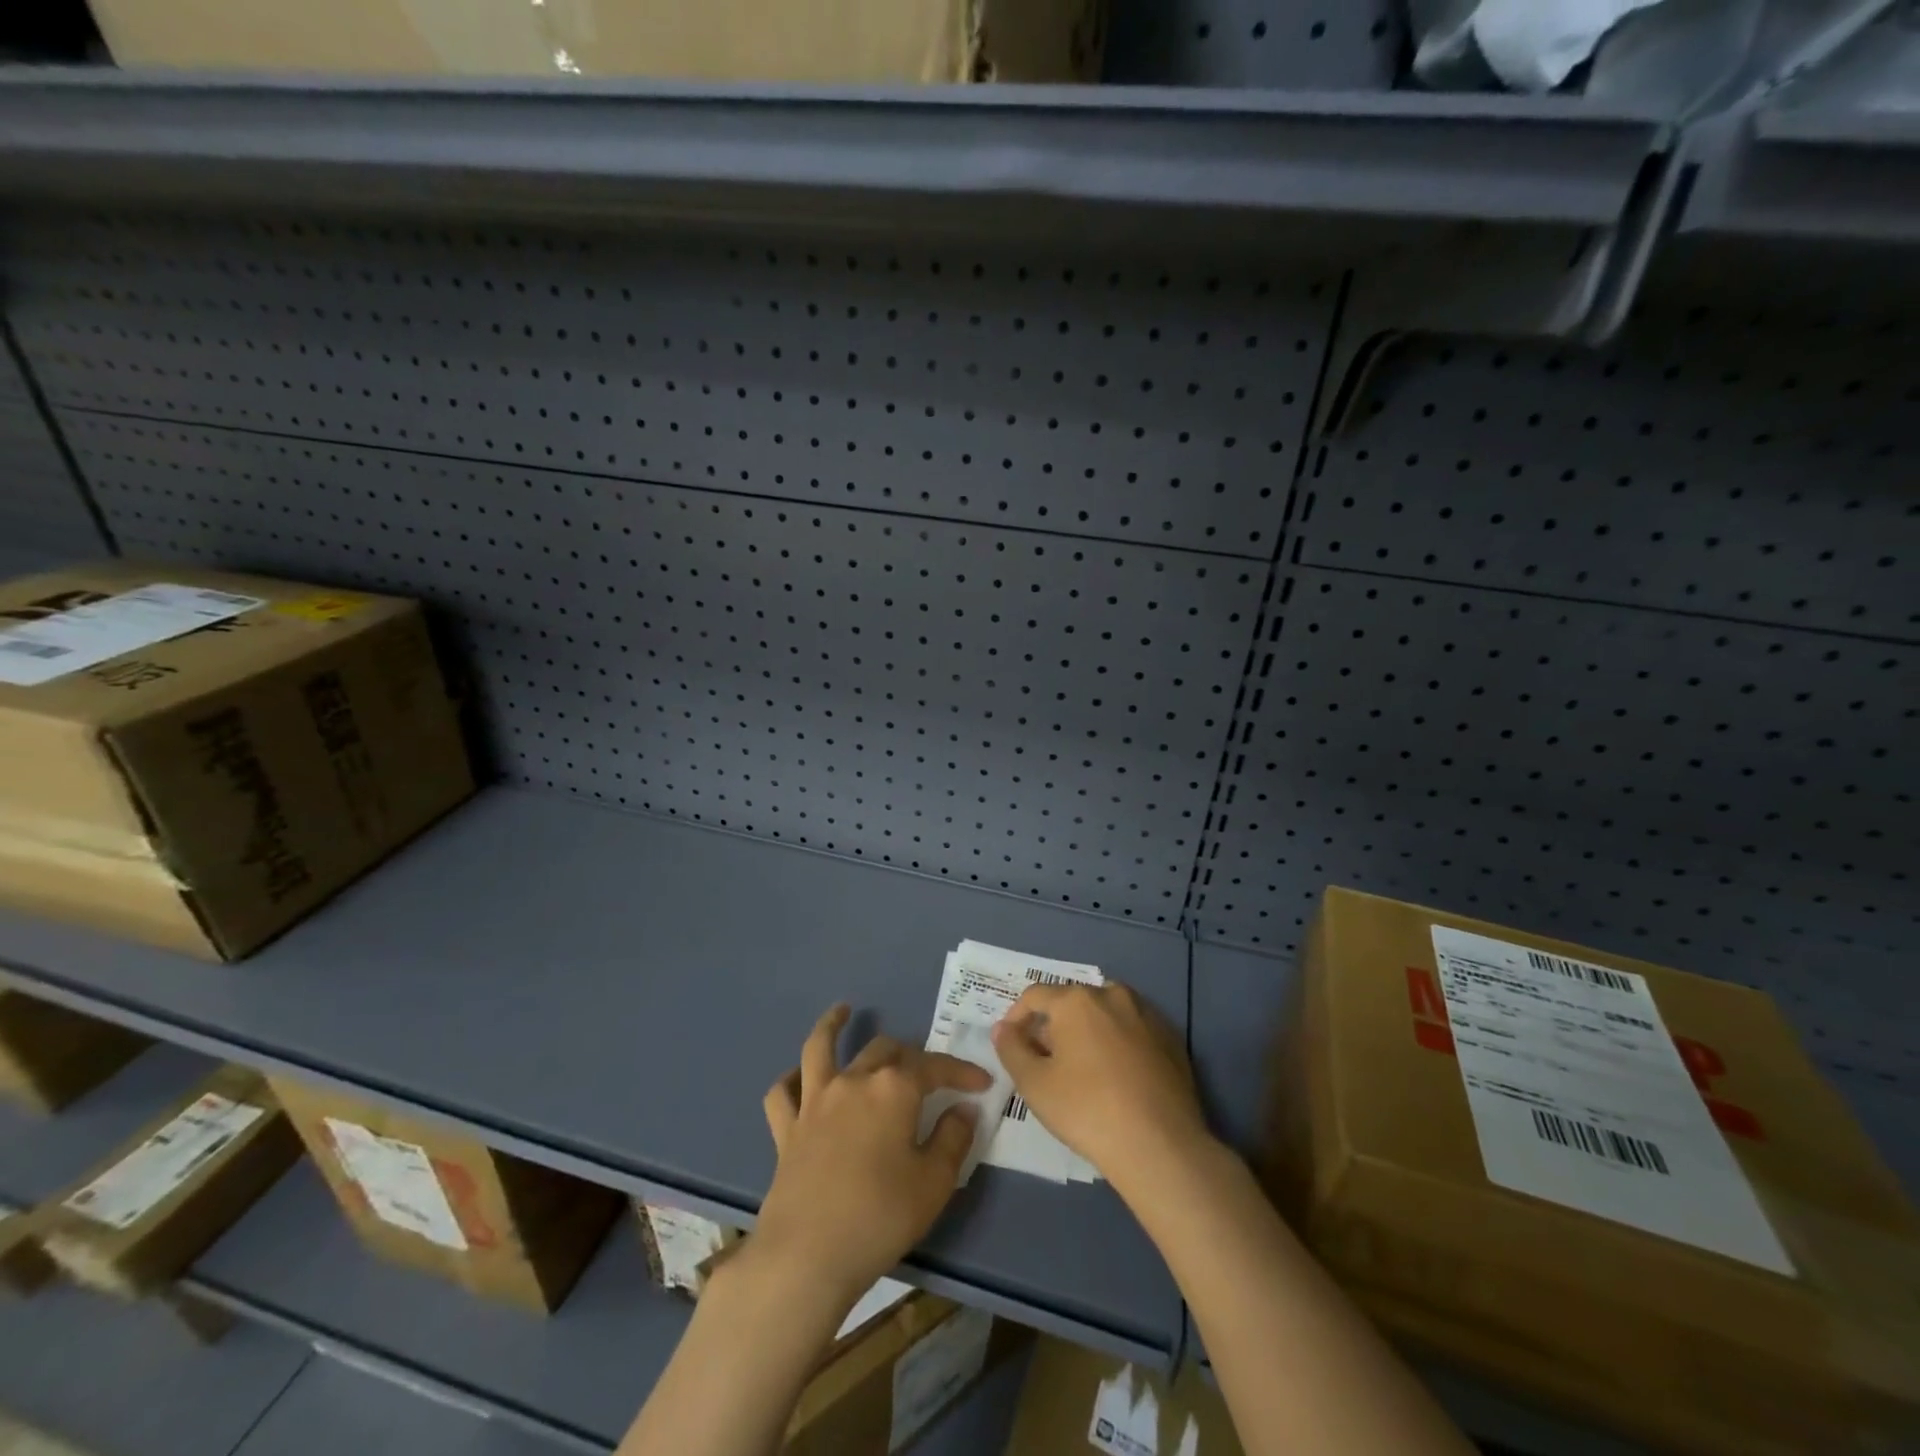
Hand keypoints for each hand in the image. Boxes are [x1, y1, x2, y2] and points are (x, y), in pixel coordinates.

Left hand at [755, 1005, 990, 1305]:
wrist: (807, 1255)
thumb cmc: (880, 1217)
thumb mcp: (934, 1182)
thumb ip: (953, 1138)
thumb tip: (963, 1108)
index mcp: (894, 1089)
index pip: (935, 1067)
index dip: (961, 1072)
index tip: (982, 1083)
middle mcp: (854, 1080)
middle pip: (885, 1050)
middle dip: (911, 1055)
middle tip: (928, 1074)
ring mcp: (815, 1101)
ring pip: (822, 1048)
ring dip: (833, 1026)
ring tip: (843, 1011)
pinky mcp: (787, 1128)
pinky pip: (783, 1093)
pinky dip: (791, 1080)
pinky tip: (799, 1078)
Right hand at [990, 981, 1210, 1191]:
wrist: (1160, 1145)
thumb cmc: (1087, 1110)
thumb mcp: (1034, 1084)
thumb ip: (1012, 1049)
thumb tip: (1002, 1028)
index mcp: (1077, 1000)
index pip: (1035, 996)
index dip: (1017, 1017)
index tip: (1011, 1043)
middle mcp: (1112, 995)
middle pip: (1072, 1001)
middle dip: (1054, 1025)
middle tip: (1045, 1059)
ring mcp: (1147, 1014)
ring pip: (1105, 1013)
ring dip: (1087, 1031)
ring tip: (1081, 1067)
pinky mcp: (1171, 1038)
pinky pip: (1133, 1030)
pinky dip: (1118, 1042)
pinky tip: (1116, 1076)